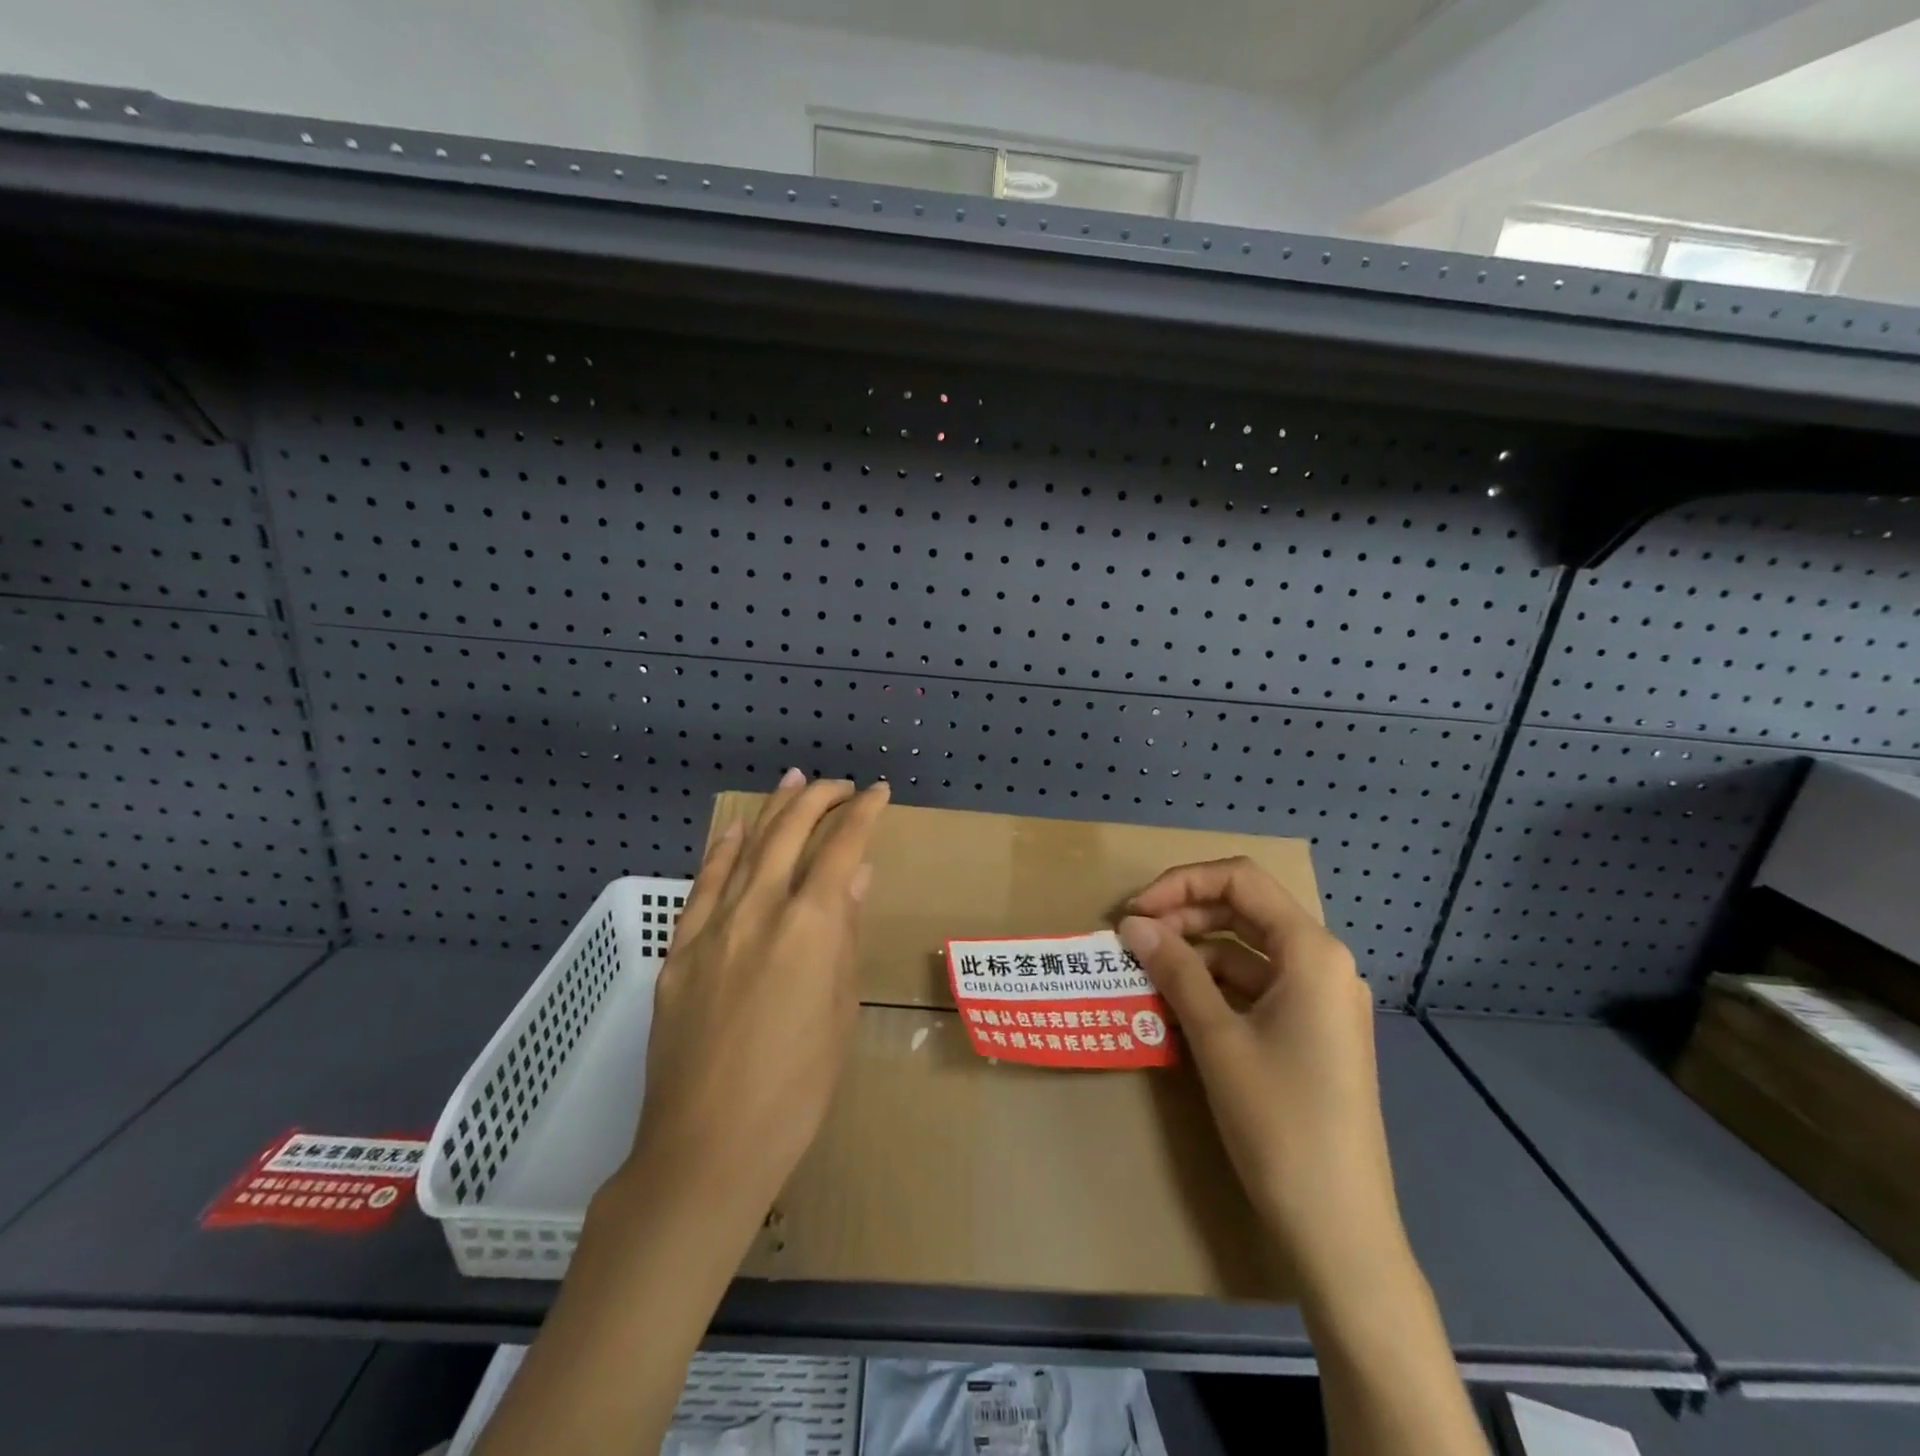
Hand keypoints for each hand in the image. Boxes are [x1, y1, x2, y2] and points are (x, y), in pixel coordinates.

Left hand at [630, 769, 890, 1222]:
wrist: (707, 1147)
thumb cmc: (797, 1090)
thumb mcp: (840, 1010)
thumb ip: (845, 934)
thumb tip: (857, 876)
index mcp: (809, 927)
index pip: (841, 848)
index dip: (863, 814)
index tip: (879, 794)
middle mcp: (759, 911)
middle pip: (789, 833)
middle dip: (819, 799)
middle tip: (841, 785)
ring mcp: (712, 928)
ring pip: (745, 848)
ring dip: (772, 811)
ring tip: (793, 781)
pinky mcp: (679, 951)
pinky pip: (703, 886)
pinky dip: (722, 851)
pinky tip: (734, 830)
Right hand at [1117, 858, 1404, 1296]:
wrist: (1339, 1229)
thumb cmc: (1279, 1122)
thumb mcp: (1217, 1038)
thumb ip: (1175, 970)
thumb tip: (1132, 924)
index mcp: (1311, 952)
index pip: (1241, 879)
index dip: (1181, 883)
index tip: (1135, 912)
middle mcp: (1323, 964)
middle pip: (1244, 910)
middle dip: (1184, 916)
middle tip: (1132, 940)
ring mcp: (1321, 1000)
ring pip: (1246, 951)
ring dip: (1195, 954)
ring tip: (1145, 974)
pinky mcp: (1312, 1032)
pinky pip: (1256, 988)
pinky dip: (1214, 987)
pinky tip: (1176, 1007)